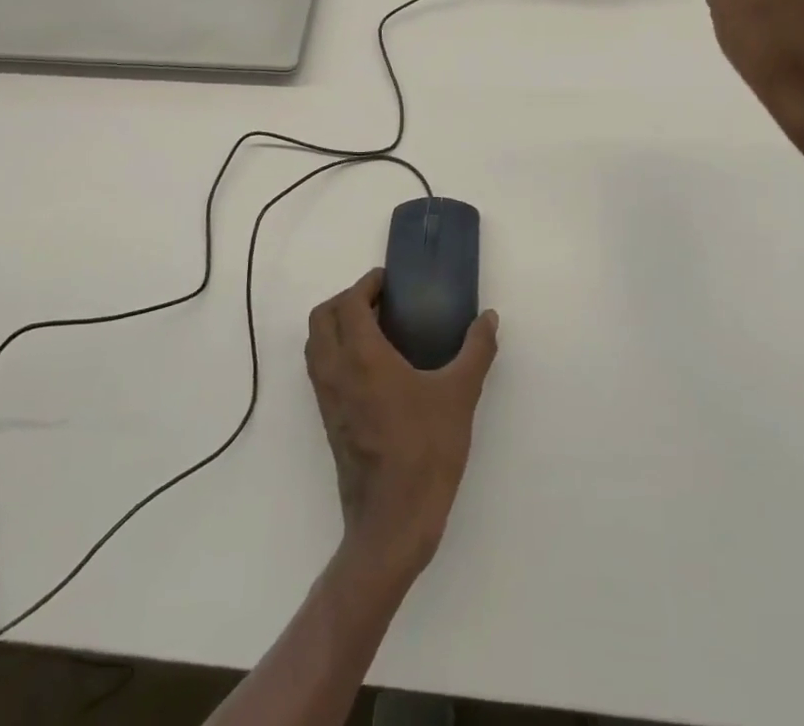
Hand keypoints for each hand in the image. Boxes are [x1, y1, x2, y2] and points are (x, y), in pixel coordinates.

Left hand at [305, 269, 498, 580]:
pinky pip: (320, 370)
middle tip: (379, 301)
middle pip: (321, 318)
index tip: (388, 281)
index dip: (365, 285)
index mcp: (362, 357)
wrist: (393, 522)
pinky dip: (334, 351)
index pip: (349, 303)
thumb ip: (476, 350)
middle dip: (345, 300)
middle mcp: (336, 372)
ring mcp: (327, 399)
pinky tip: (371, 366)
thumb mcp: (460, 395)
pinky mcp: (329, 421)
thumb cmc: (426, 451)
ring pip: (315, 345)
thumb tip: (489, 317)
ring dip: (335, 325)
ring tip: (374, 329)